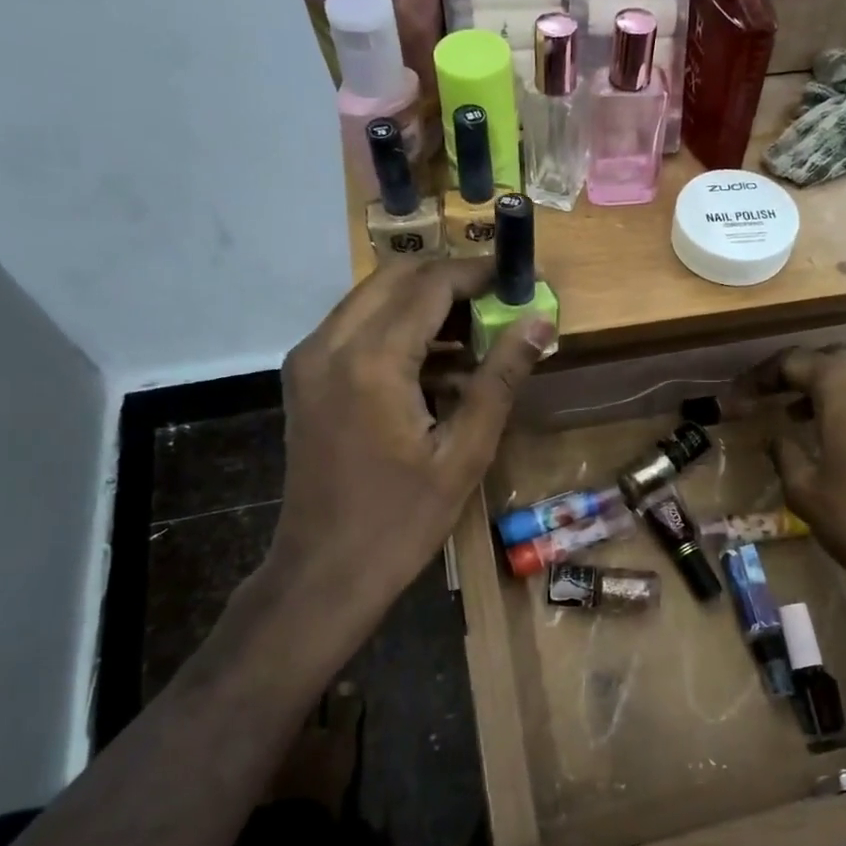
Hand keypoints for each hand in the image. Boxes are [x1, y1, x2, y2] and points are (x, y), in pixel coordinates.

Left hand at [259, 258, 553, 643]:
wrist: (325, 571)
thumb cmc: (402, 520)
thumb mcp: (465, 452)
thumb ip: (500, 377)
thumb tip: (540, 321)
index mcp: (372, 360)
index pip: (430, 284)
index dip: (478, 275)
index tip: (520, 282)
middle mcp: (329, 344)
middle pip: (396, 278)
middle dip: (451, 282)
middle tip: (499, 307)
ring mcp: (309, 359)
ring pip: (372, 299)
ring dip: (424, 305)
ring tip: (477, 339)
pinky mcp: (305, 377)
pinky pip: (356, 329)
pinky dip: (398, 330)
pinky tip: (437, 368)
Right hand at [765, 349, 845, 629]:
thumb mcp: (804, 489)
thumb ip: (784, 452)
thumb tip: (775, 436)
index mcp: (844, 382)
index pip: (792, 362)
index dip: (759, 379)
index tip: (737, 401)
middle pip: (827, 361)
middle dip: (794, 378)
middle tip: (765, 401)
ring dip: (826, 390)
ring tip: (796, 416)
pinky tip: (839, 432)